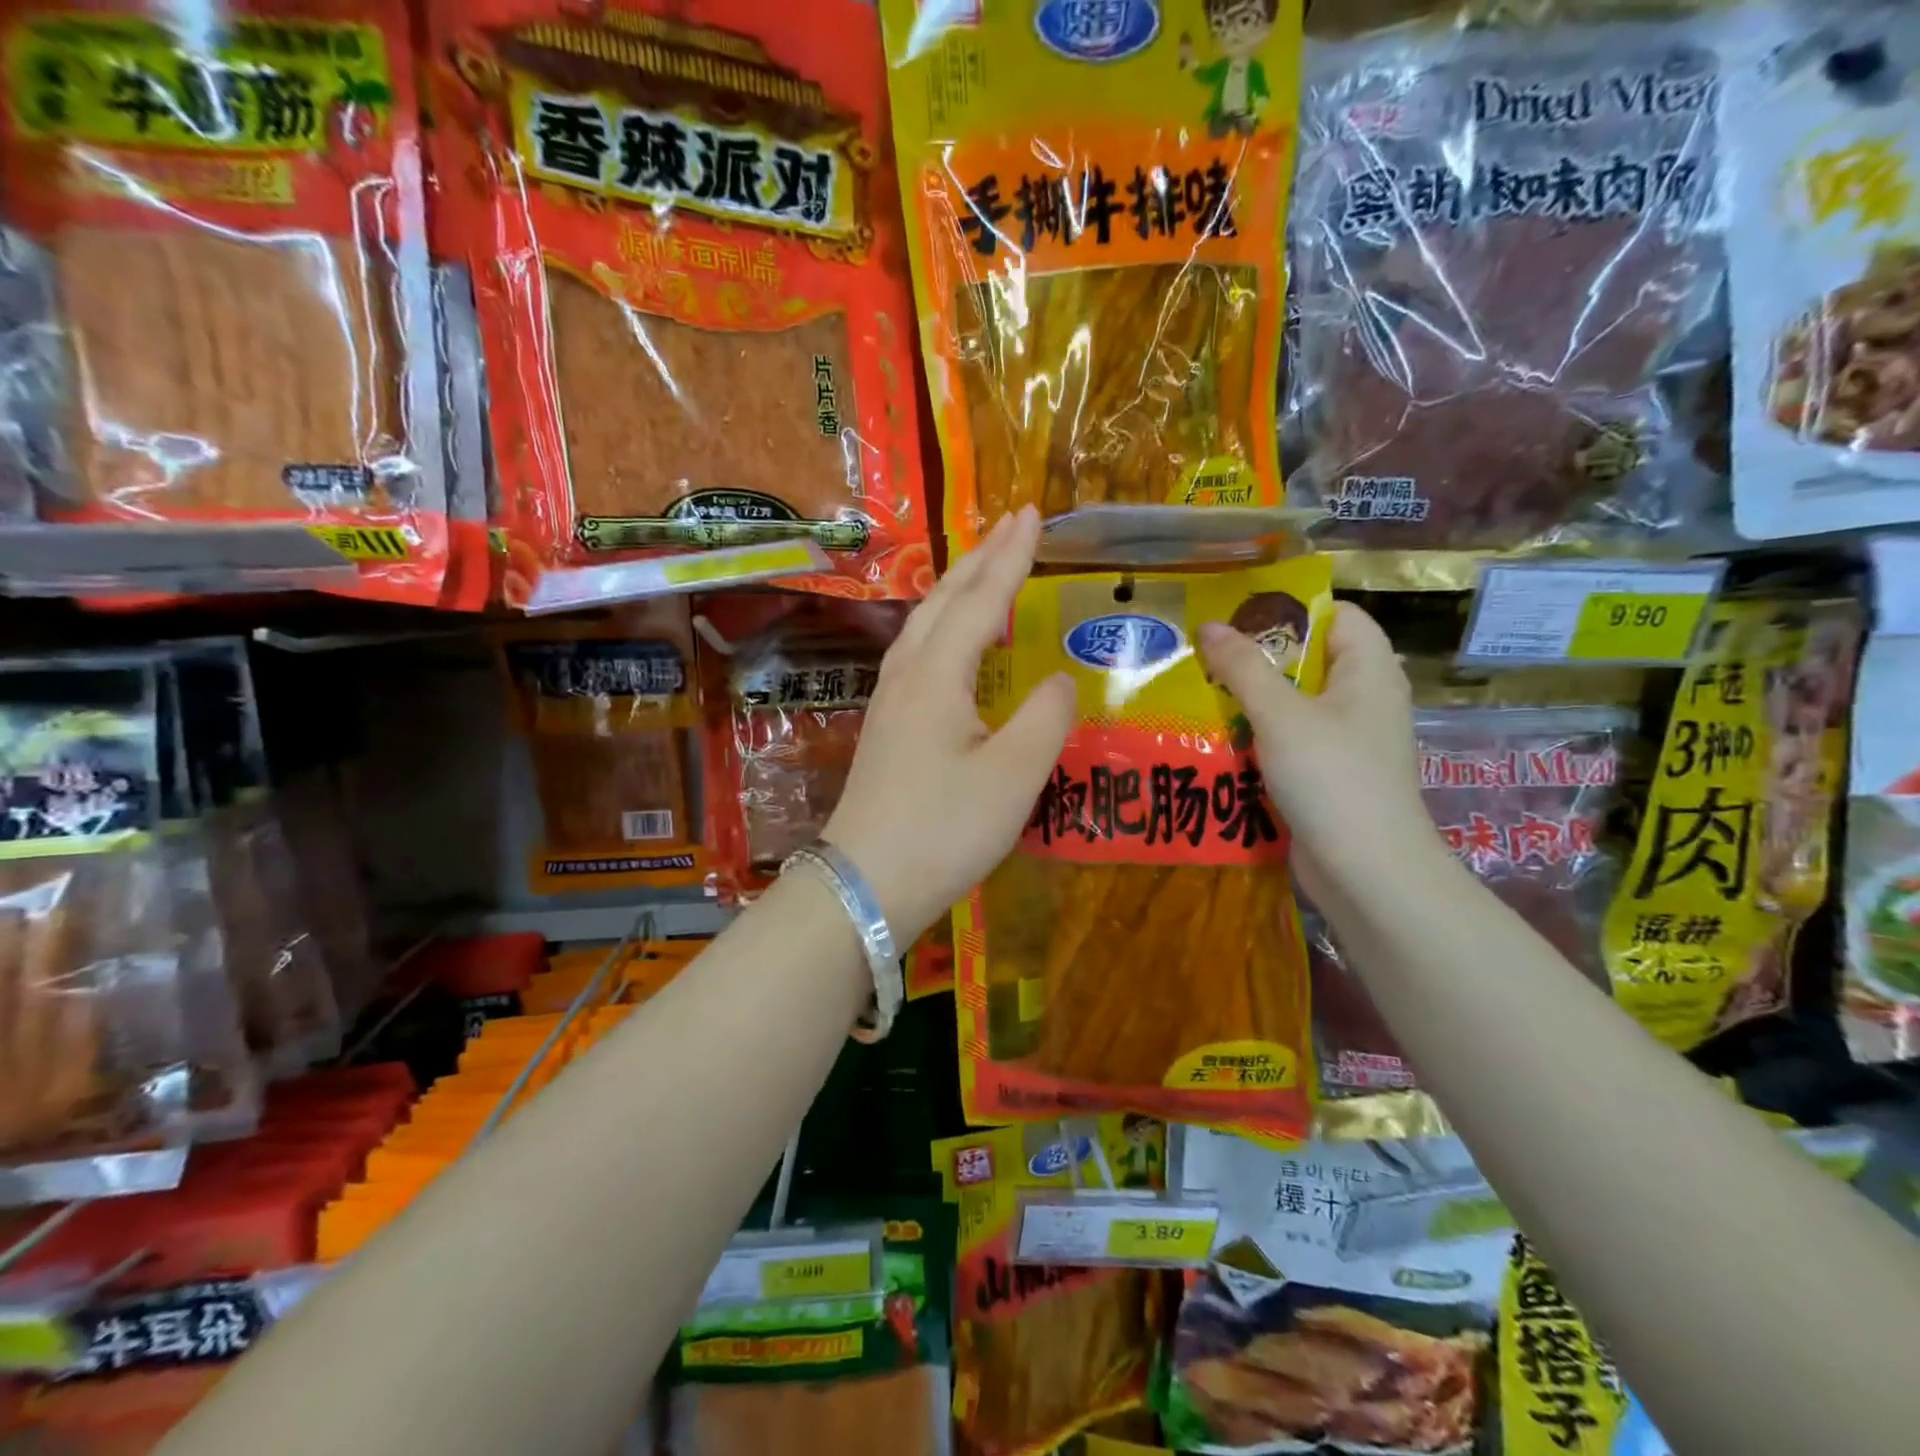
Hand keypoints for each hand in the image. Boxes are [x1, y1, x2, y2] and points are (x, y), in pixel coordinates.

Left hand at [825, 507, 1073, 942]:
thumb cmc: (944, 830)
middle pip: (944, 600)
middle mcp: (907, 675)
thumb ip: (1045, 718)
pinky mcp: (886, 726)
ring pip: (924, 623)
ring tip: (986, 568)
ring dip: (958, 588)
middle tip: (1014, 524)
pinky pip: (917, 651)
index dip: (1010, 557)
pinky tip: (952, 641)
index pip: (981, 599)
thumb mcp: (1013, 777)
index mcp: (937, 675)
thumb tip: (1057, 679)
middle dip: (981, 558)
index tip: (1032, 514)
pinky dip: (944, 625)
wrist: (866, 883)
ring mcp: (889, 700)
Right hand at [1198, 602, 1442, 905]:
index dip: (1288, 609)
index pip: (1335, 615)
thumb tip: (1208, 625)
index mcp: (1368, 670)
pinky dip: (1257, 737)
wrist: (1366, 870)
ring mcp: (1347, 740)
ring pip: (1294, 703)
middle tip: (1203, 654)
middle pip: (1308, 659)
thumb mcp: (1280, 714)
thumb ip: (1243, 667)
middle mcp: (1363, 698)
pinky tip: (1218, 740)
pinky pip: (1290, 740)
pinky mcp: (1329, 774)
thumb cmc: (1331, 777)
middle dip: (1256, 657)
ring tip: (1199, 693)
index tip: (1233, 614)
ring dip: (1250, 700)